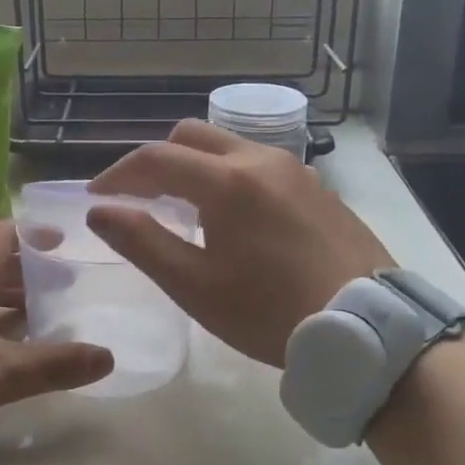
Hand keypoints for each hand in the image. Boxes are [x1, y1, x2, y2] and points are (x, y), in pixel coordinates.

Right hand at [88, 120, 393, 366]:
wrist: (368, 329)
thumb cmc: (270, 312)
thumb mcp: (195, 286)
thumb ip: (142, 241)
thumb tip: (101, 211)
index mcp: (226, 181)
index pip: (155, 158)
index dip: (118, 174)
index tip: (97, 197)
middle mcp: (260, 159)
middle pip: (191, 136)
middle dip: (156, 160)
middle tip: (140, 198)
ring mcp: (294, 169)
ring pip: (228, 146)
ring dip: (195, 165)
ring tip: (185, 208)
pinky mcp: (317, 185)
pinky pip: (259, 163)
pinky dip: (230, 175)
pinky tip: (234, 217)